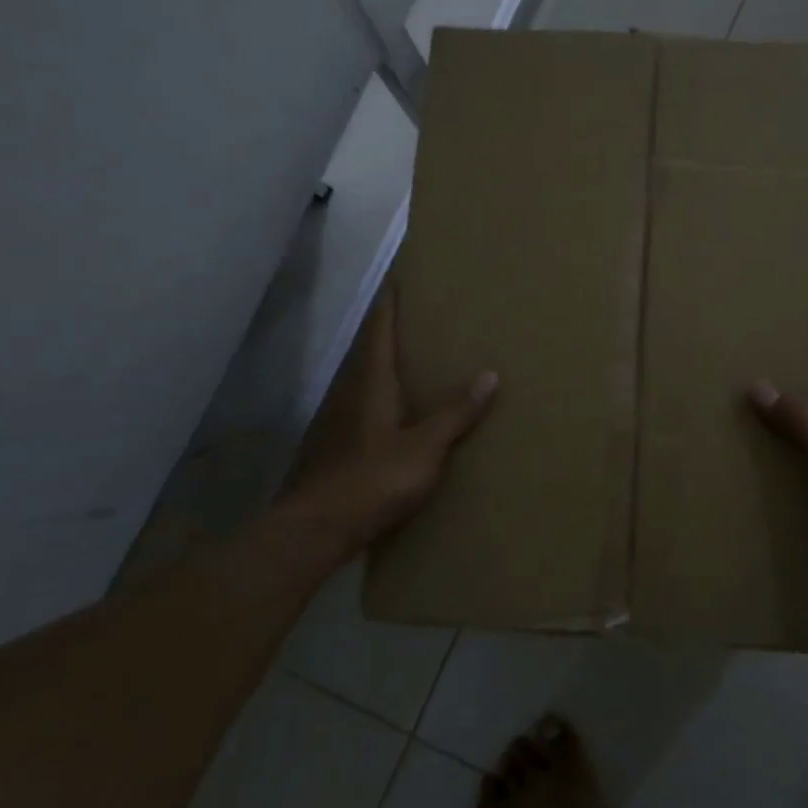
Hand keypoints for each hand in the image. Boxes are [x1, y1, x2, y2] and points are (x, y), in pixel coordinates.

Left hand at [276, 284, 496, 563]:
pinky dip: (376, 399)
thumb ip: (456, 412)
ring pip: (360, 381)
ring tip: (408, 364)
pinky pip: (357, 408)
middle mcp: (348, 392)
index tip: (397, 279)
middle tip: (416, 320)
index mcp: (371, 382)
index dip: (389, 304)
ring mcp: (334, 420)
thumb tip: (490, 374)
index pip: (379, 330)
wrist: (316, 528)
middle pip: (368, 352)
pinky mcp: (330, 447)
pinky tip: (389, 416)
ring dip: (381, 367)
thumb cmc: (374, 478)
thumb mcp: (426, 447)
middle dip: (388, 333)